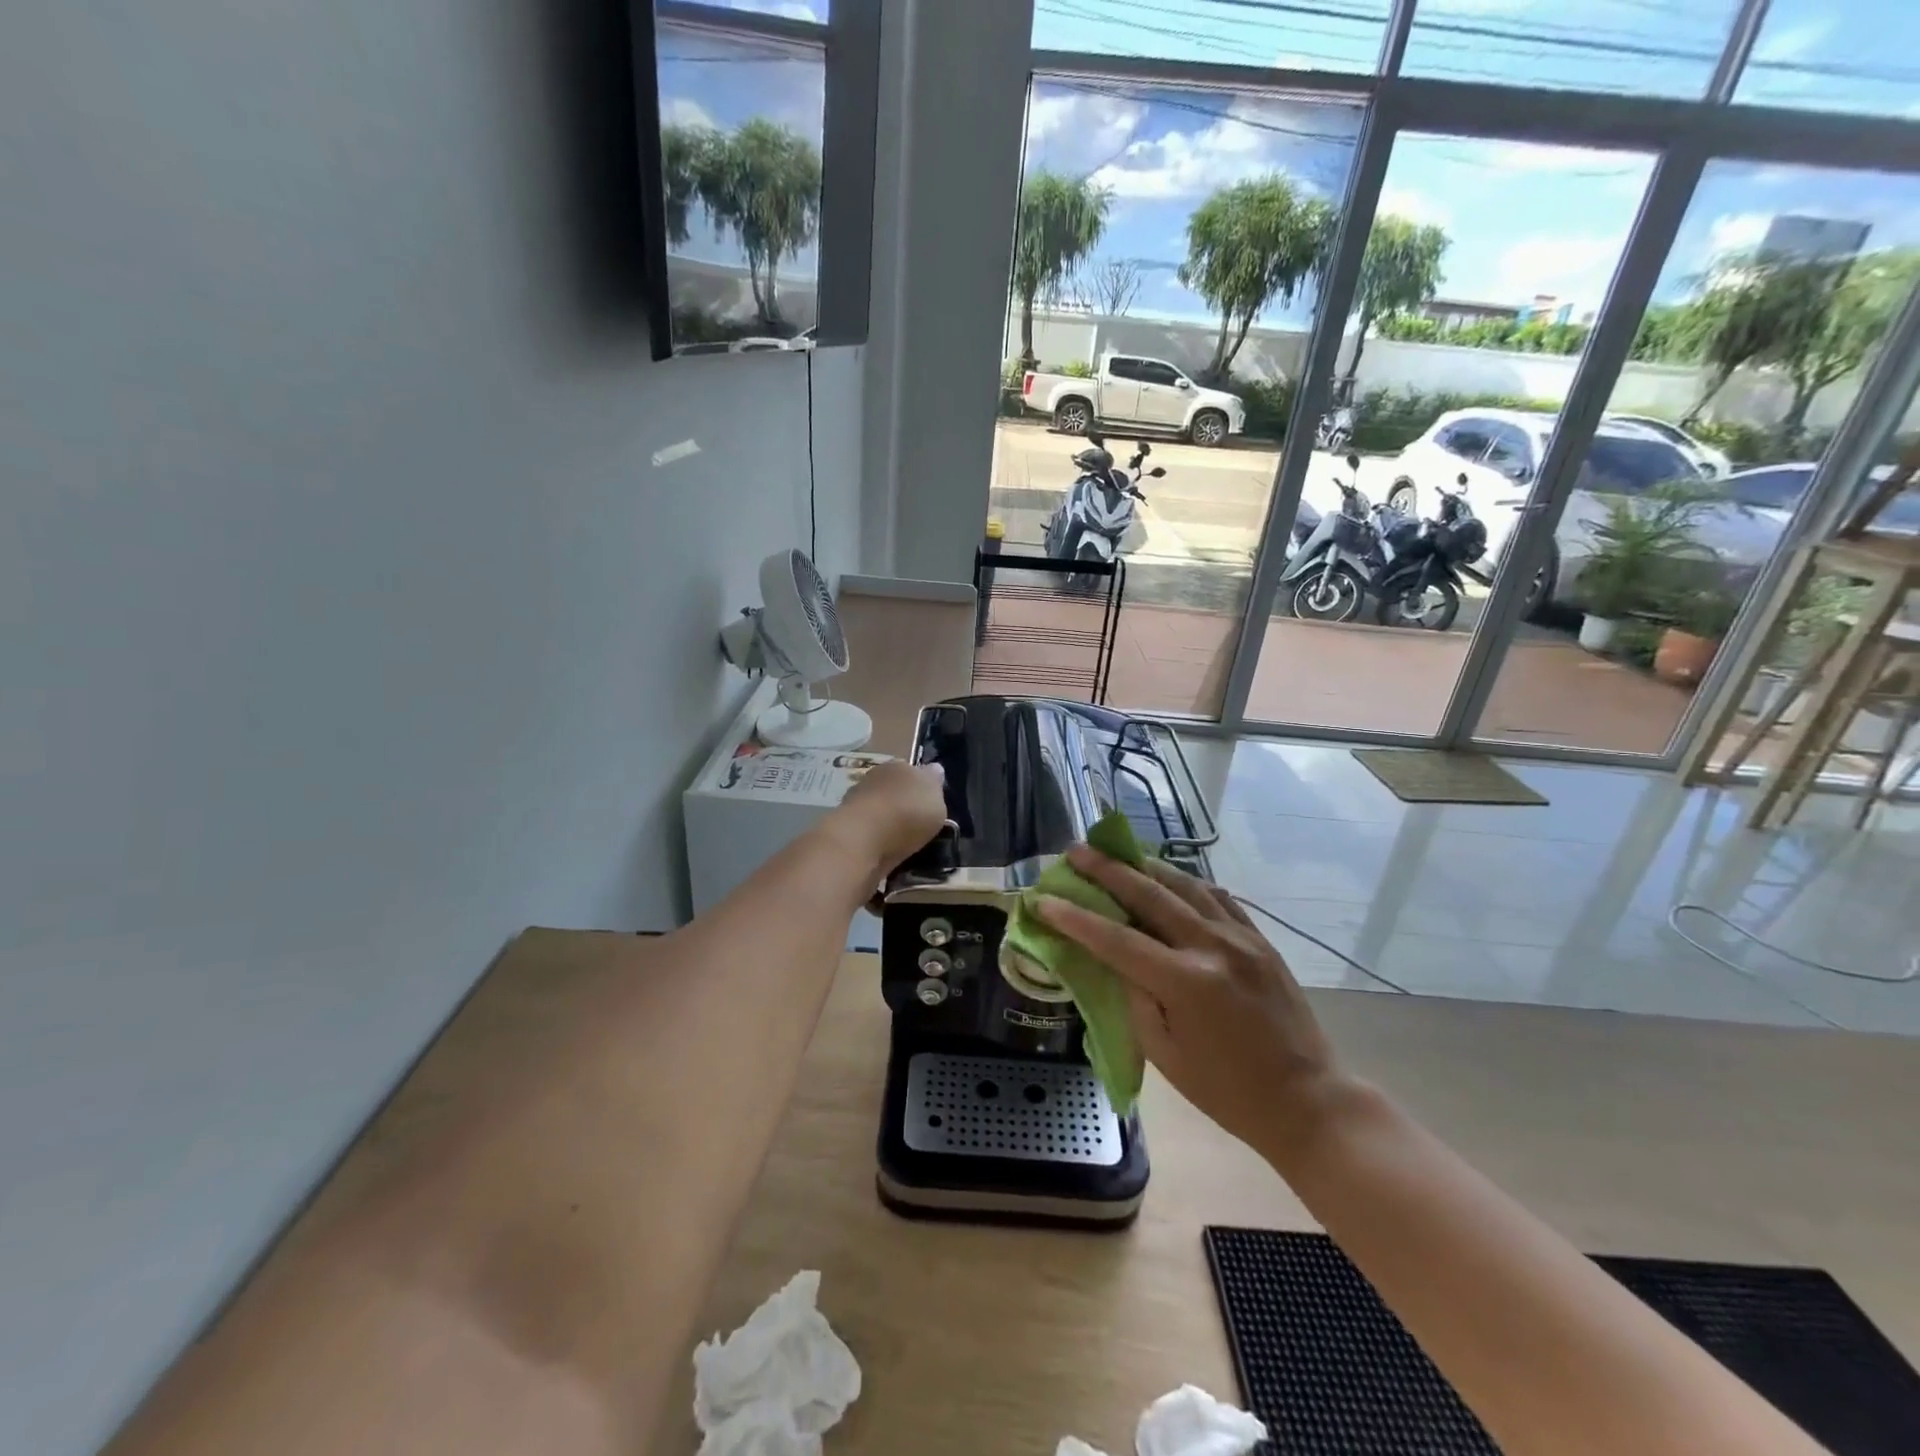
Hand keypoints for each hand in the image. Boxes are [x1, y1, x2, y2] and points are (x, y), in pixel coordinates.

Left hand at [829, 760, 947, 876]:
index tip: (930, 800)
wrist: (863, 840)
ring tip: (904, 839)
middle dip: (903, 801)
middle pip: (893, 788)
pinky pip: (870, 830)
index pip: (912, 770)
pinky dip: (877, 837)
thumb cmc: (907, 812)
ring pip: (879, 809)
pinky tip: (887, 849)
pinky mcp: (847, 829)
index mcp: (898, 765)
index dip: (922, 784)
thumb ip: (934, 784)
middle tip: (918, 821)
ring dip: (888, 820)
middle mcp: (874, 778)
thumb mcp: (935, 795)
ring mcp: (857, 803)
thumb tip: (934, 769)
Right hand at [1035, 846, 1349, 1166]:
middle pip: (1149, 895)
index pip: (1116, 939)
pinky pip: (1216, 895)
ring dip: (1145, 865)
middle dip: (1106, 870)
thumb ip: (1133, 997)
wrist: (1307, 1100)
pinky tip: (1168, 875)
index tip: (1043, 899)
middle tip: (1075, 851)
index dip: (1075, 917)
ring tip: (1115, 851)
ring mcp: (1241, 936)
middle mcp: (1212, 946)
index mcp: (1185, 982)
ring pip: (1184, 884)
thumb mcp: (1165, 1054)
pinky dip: (1186, 880)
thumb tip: (1112, 957)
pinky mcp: (1259, 938)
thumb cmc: (1227, 1091)